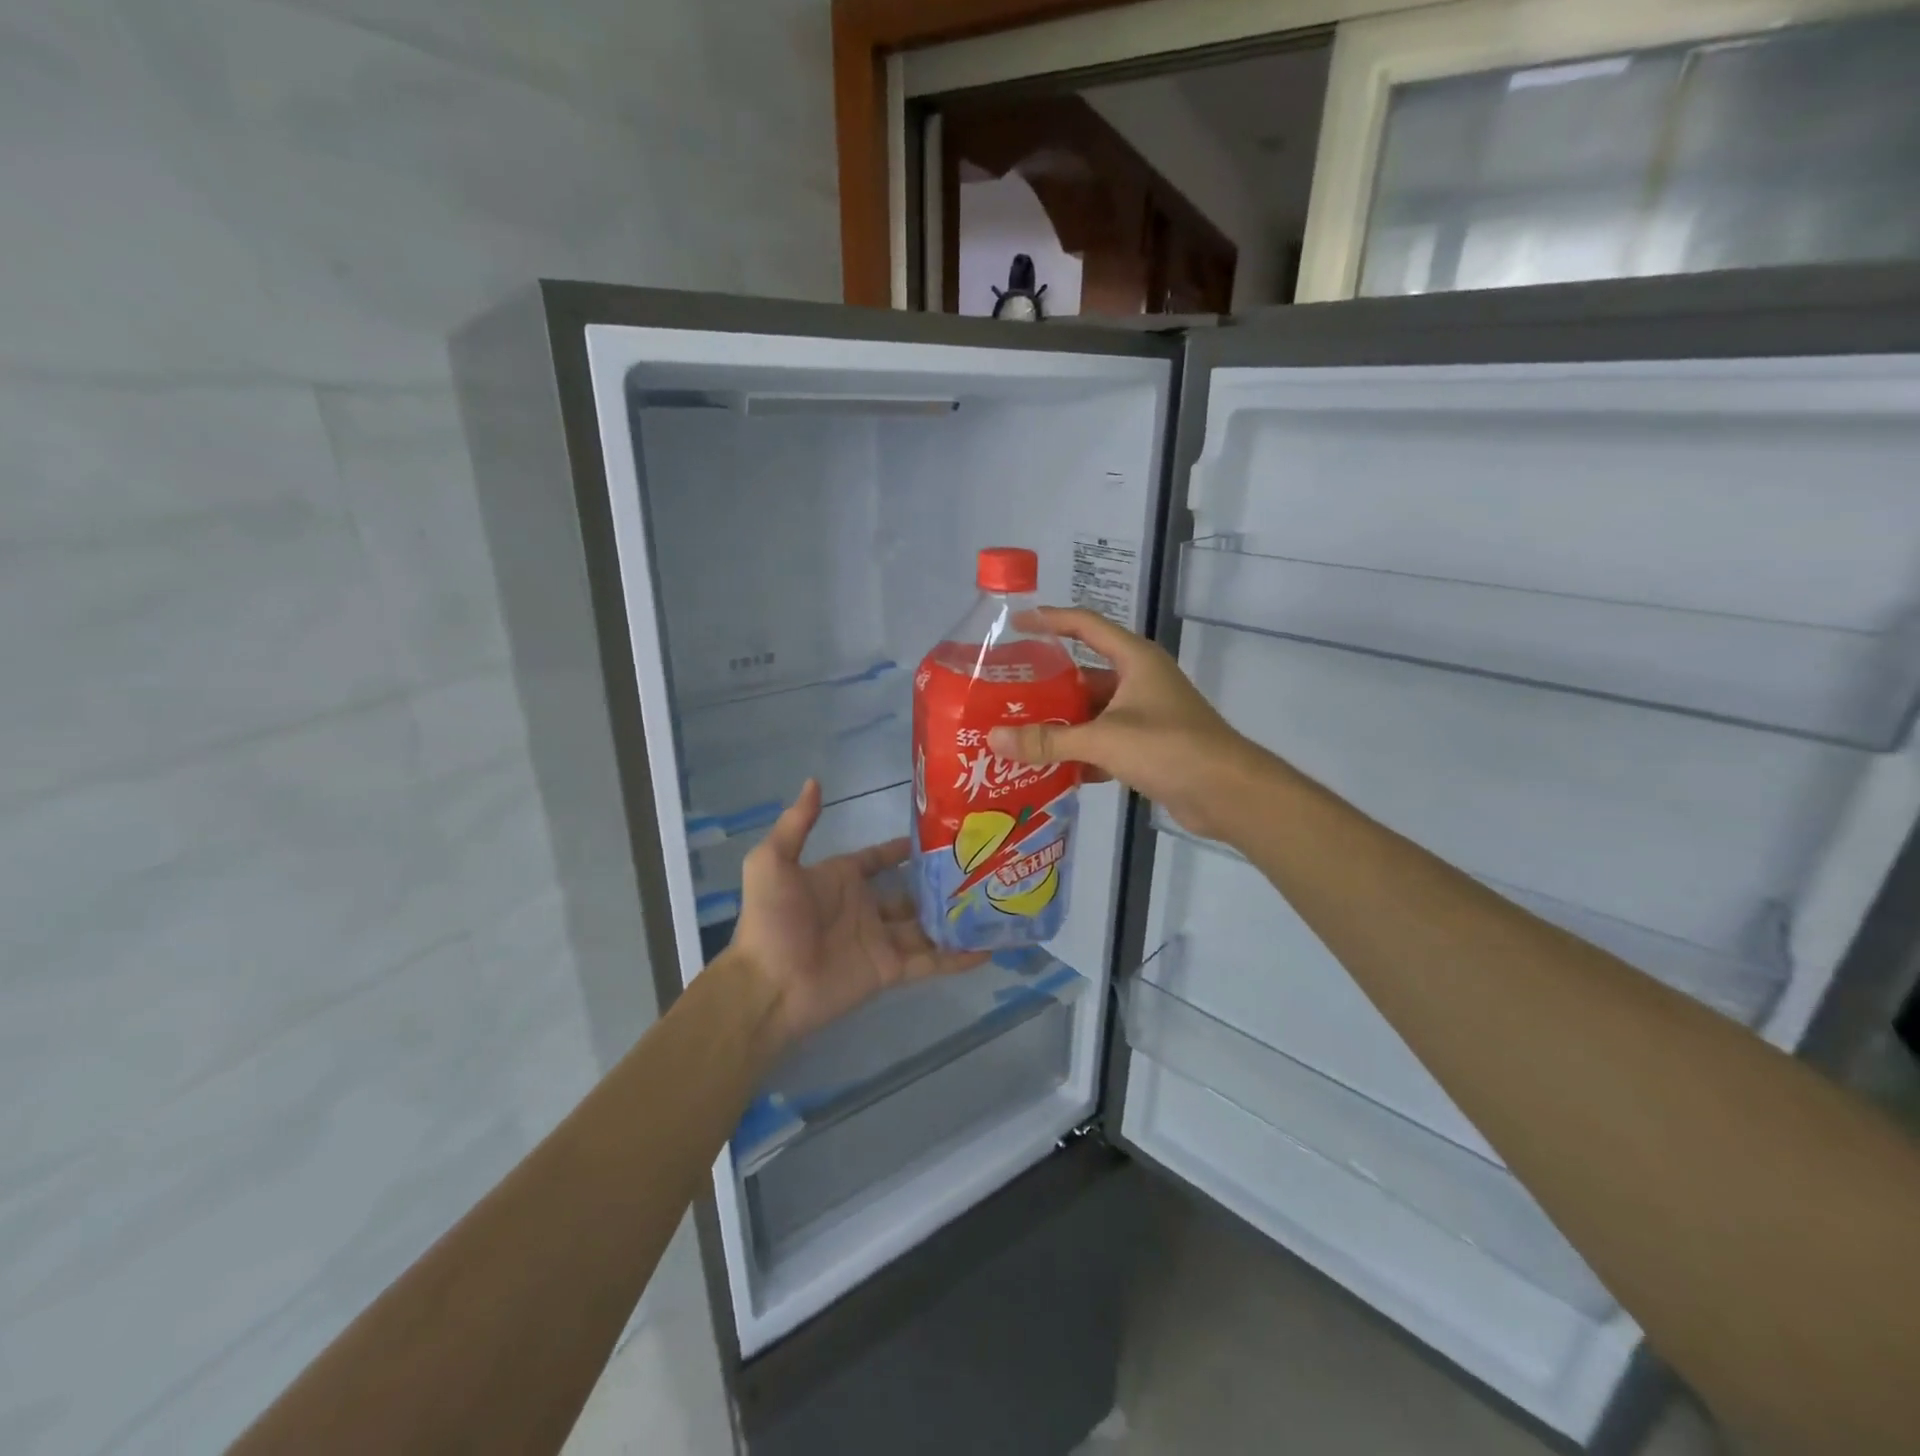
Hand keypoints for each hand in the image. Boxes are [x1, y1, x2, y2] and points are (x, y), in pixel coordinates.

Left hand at [729, 779, 987, 1048]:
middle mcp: (865, 907)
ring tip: (992, 903)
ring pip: (927, 925)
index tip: (942, 833)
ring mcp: (881, 940)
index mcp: (842, 879)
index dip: (906, 848)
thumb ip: (797, 823)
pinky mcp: (890, 970)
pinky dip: (957, 958)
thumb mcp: (773, 862)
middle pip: (911, 891)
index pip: (880, 858)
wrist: (768, 985)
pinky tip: (987, 949)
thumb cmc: (772, 920)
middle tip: (979, 867)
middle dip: (940, 882)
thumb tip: (814, 780)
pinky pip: (930, 961)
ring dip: (954, 917)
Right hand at [987, 608, 1271, 840]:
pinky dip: (1080, 752)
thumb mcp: (1103, 739)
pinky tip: (1050, 767)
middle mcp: (1140, 680)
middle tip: (1006, 693)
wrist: (1227, 793)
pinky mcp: (1149, 746)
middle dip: (1047, 684)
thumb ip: (1048, 740)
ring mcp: (1146, 714)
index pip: (1086, 625)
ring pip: (1093, 711)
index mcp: (1135, 660)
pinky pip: (1104, 741)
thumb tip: (994, 739)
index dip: (1050, 620)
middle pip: (1084, 673)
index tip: (1015, 624)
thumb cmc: (1168, 748)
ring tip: (1018, 731)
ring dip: (1061, 722)